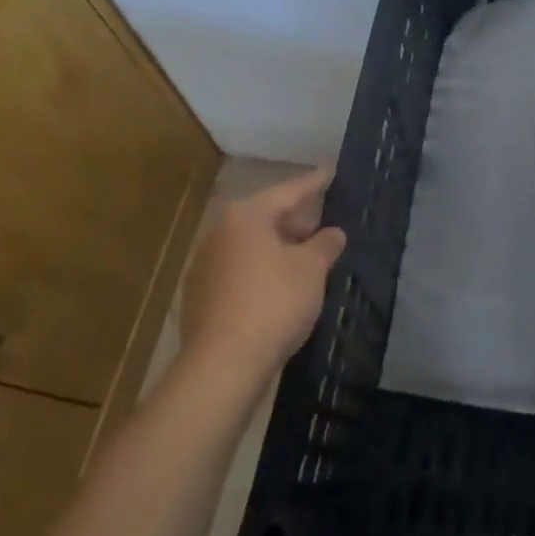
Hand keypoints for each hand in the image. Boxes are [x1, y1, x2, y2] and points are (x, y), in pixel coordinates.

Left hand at [180, 168, 346, 388]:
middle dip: (296, 222)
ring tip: (307, 258)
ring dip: (279, 250)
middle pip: (266, 218)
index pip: (288, 192)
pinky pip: (241, 273)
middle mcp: (220, 233)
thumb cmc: (273, 302)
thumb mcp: (311, 269)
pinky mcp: (201, 298)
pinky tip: (282, 288)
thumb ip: (325, 244)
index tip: (330, 171)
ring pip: (252, 247)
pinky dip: (263, 273)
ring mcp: (206, 266)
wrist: (223, 364)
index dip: (314, 183)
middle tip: (324, 223)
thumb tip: (333, 233)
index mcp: (245, 216)